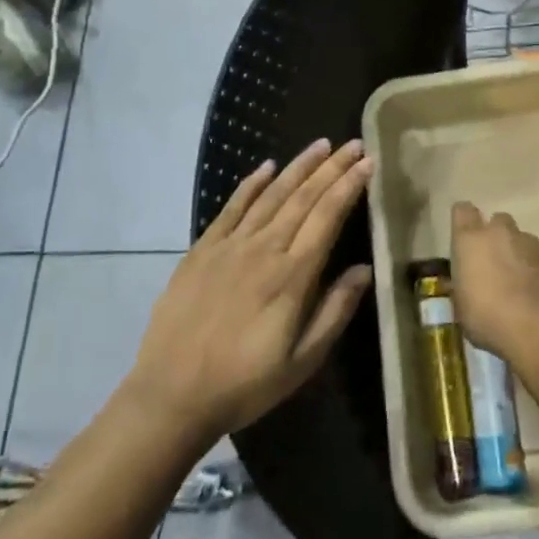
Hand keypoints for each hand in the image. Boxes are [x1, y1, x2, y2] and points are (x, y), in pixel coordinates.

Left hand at [126, 140, 375, 445]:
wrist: (171, 394)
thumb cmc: (244, 384)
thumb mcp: (302, 361)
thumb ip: (335, 311)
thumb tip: (364, 269)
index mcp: (292, 276)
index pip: (327, 216)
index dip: (349, 186)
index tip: (367, 162)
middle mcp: (264, 249)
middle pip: (303, 197)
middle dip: (331, 167)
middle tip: (352, 143)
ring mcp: (230, 245)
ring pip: (271, 195)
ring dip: (298, 167)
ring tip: (320, 145)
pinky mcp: (202, 250)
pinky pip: (232, 207)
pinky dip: (251, 184)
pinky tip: (266, 167)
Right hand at [450, 202, 538, 358]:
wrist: (535, 328)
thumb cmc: (485, 317)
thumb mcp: (461, 305)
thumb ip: (462, 285)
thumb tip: (462, 284)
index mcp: (470, 239)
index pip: (463, 211)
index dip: (464, 221)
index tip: (464, 237)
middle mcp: (500, 232)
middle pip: (498, 221)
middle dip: (496, 236)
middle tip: (494, 262)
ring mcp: (531, 243)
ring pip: (523, 240)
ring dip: (519, 254)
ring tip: (518, 282)